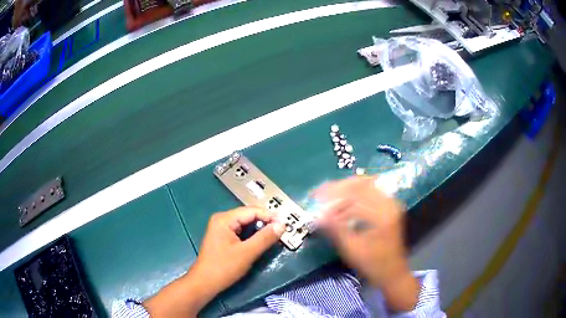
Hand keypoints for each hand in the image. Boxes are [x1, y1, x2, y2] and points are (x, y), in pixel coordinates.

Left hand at [192, 206, 284, 292]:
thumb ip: (265, 238)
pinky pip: (240, 231)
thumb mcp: (247, 253)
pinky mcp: (222, 237)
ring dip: (259, 229)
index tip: (285, 224)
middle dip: (265, 222)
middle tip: (281, 230)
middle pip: (248, 216)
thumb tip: (282, 224)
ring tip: (274, 235)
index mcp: (224, 219)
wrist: (205, 283)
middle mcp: (222, 220)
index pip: (252, 211)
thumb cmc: (224, 267)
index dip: (269, 216)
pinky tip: (260, 241)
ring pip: (245, 224)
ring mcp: (221, 228)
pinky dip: (252, 235)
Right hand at [314, 176, 418, 310]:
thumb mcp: (352, 250)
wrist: (393, 273)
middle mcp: (389, 204)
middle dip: (338, 186)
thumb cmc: (373, 265)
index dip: (332, 195)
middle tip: (320, 192)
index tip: (316, 196)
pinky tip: (344, 198)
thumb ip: (336, 230)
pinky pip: (371, 190)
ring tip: (329, 194)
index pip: (354, 196)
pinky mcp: (389, 206)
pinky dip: (355, 191)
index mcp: (382, 215)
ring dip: (346, 187)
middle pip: (362, 184)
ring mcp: (391, 203)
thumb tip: (318, 215)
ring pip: (366, 184)